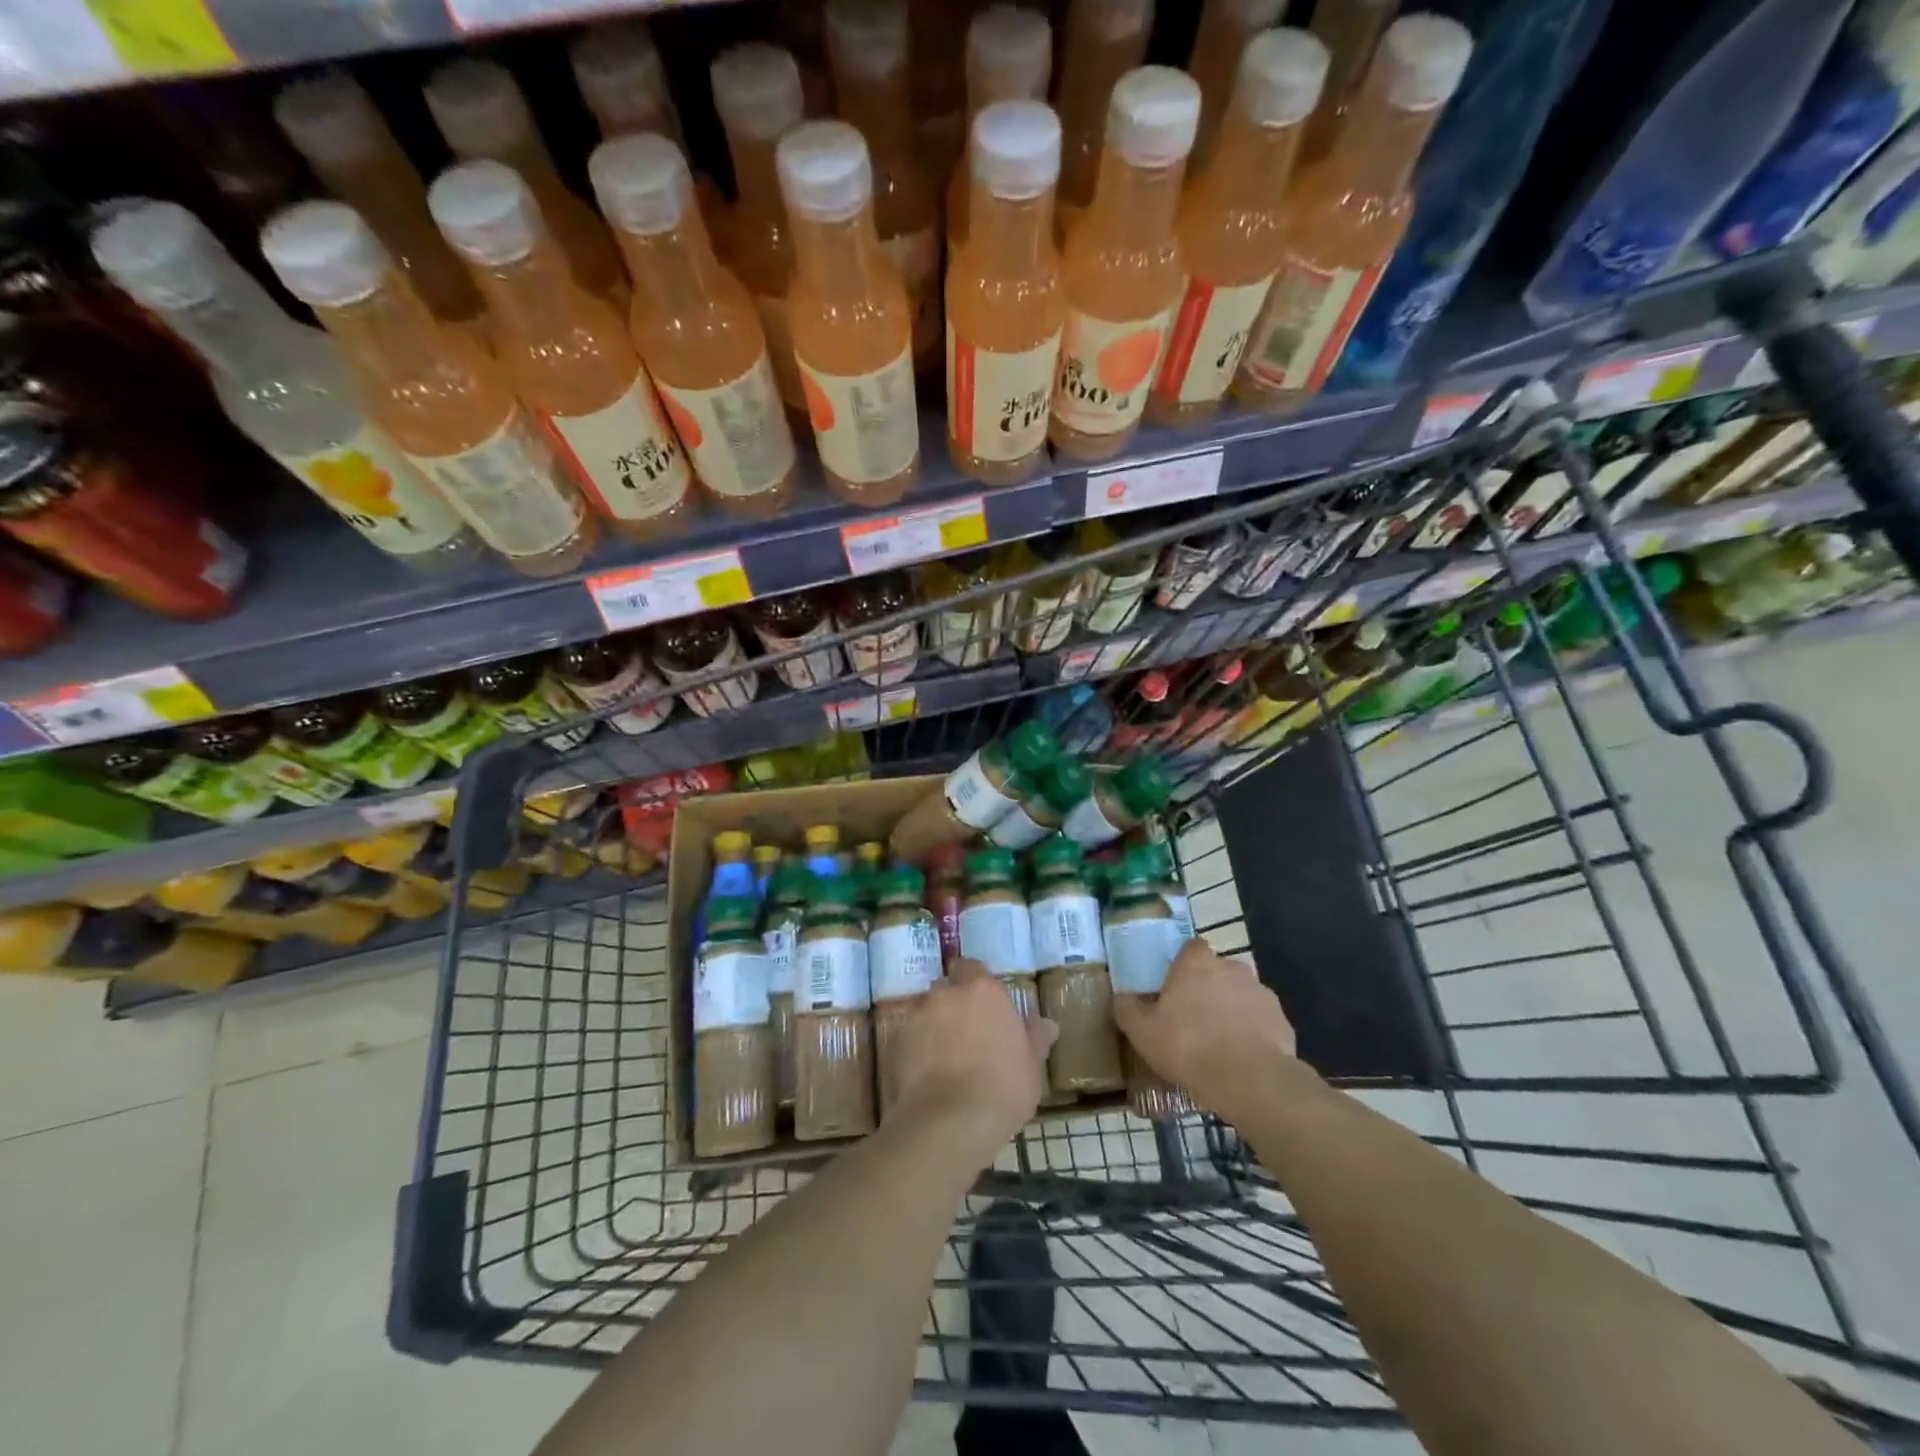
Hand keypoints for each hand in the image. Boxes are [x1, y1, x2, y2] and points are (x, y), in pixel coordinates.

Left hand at [889, 959, 1057, 1166]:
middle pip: (947, 987)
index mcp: (983, 990)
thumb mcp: (1032, 1065)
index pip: (973, 968)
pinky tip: (927, 1074)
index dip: (977, 984)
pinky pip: (909, 1037)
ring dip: (934, 1025)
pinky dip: (917, 1048)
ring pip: (926, 1011)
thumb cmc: (1003, 1087)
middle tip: (968, 1032)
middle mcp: (946, 993)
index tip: (985, 1005)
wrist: (950, 1120)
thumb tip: (1046, 1025)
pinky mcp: (896, 1042)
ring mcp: (917, 1016)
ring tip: (945, 1056)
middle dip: (954, 1003)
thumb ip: (1035, 1038)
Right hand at [1112, 940, 1295, 1119]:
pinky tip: (1241, 1059)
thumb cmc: (1189, 1046)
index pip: (1190, 947)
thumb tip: (1120, 997)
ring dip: (1230, 1011)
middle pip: (1216, 971)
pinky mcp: (1282, 1021)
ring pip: (1240, 996)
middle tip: (1192, 1018)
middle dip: (1207, 989)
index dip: (1182, 965)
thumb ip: (1127, 1009)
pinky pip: (1260, 1021)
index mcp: (1196, 963)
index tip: (1173, 987)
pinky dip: (1252, 1033)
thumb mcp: (1142, 1031)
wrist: (1250, 1081)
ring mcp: (1261, 993)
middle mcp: (1231, 967)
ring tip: (1218, 1044)